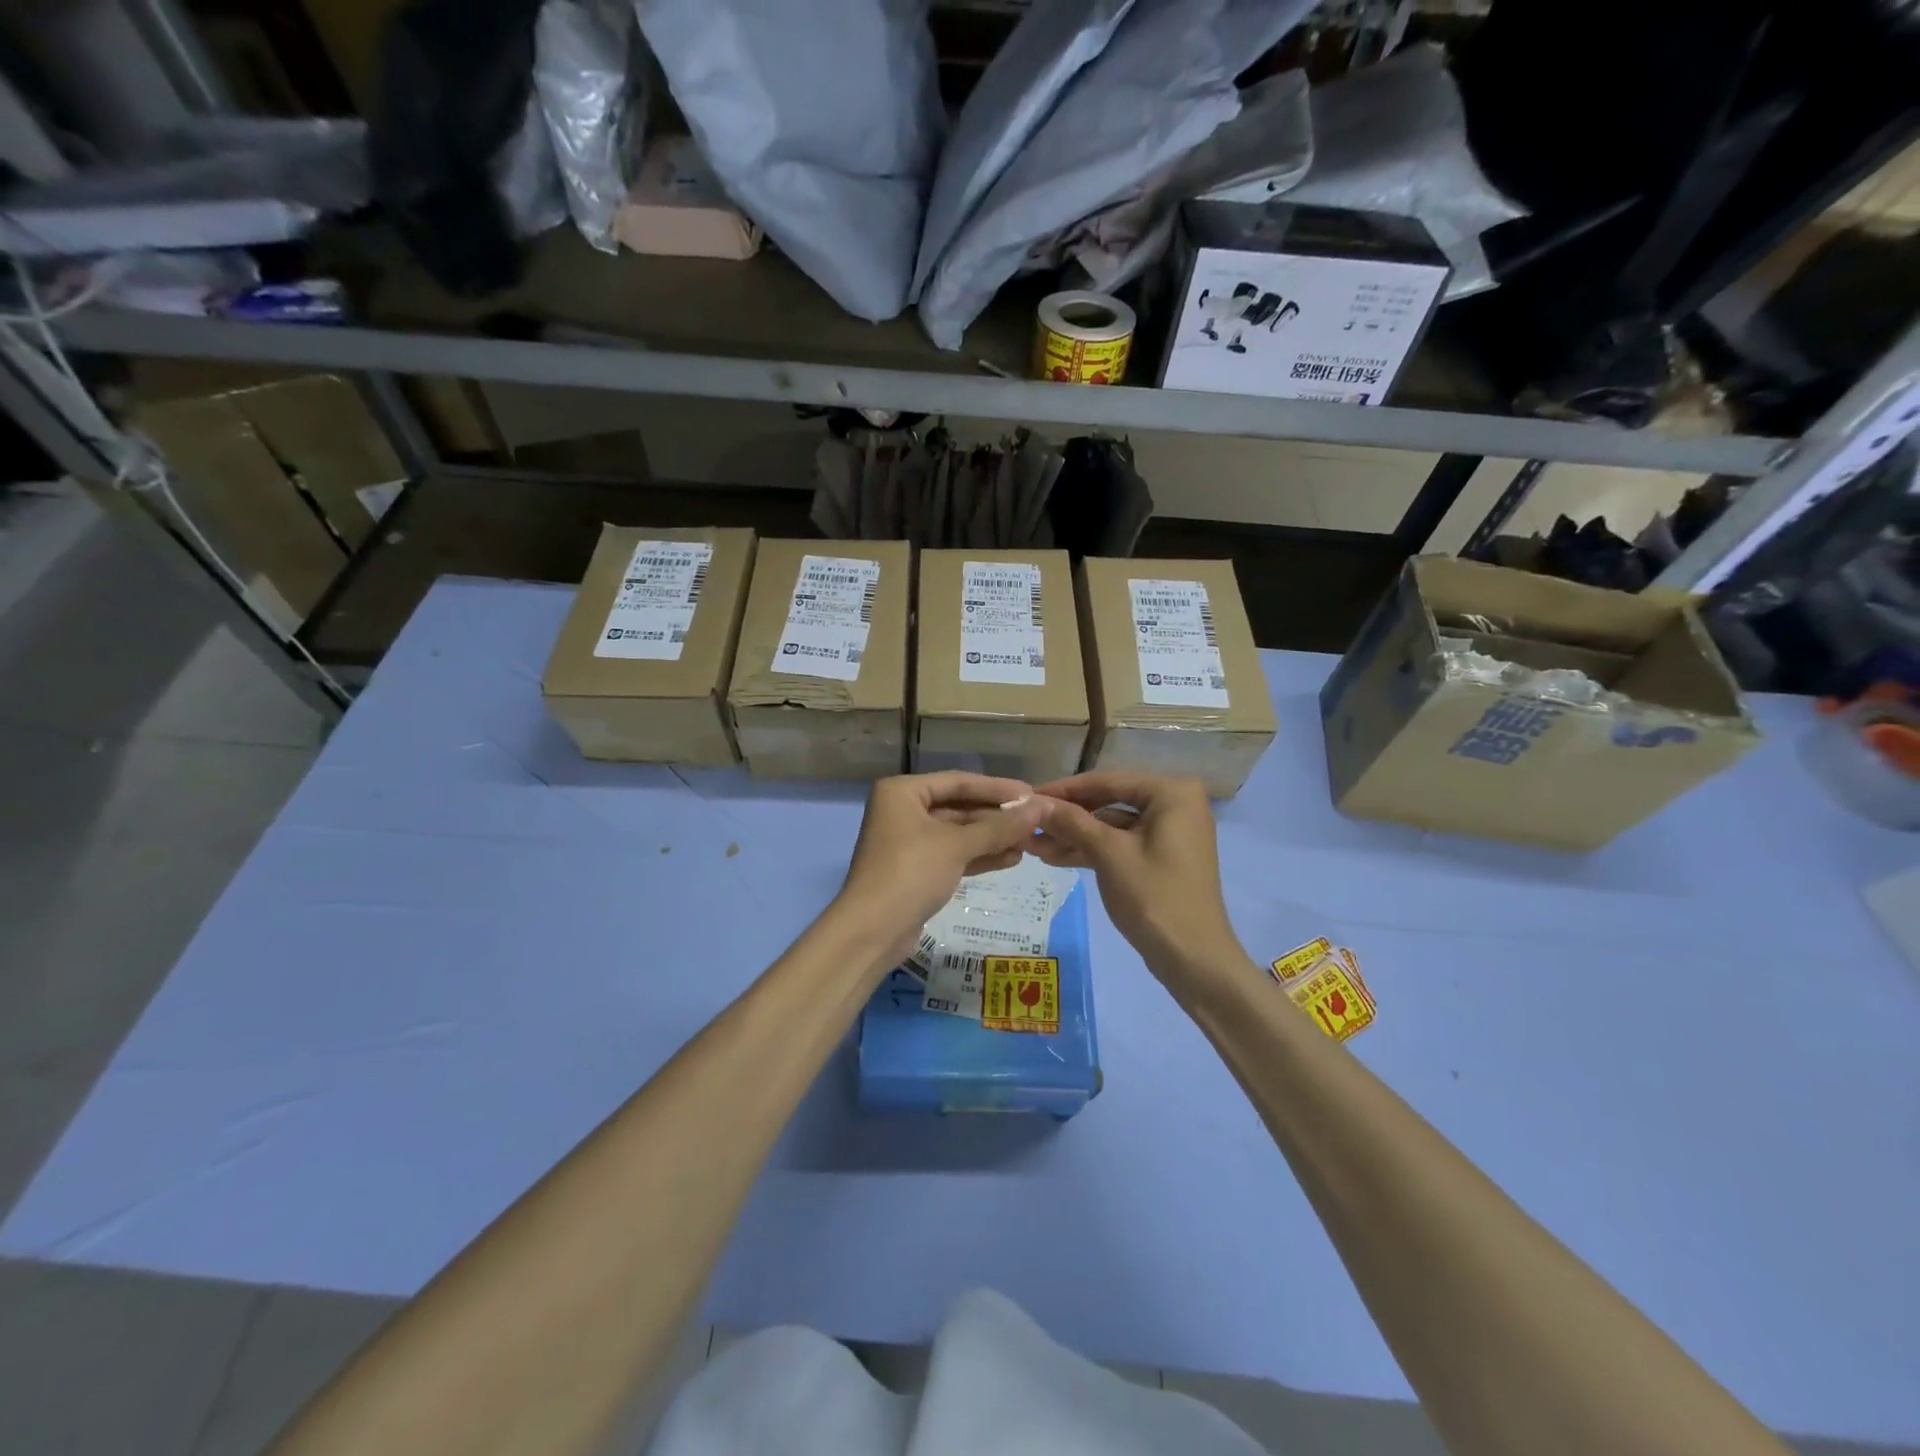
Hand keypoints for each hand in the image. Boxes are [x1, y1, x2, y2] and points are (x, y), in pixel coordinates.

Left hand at [835, 771, 1049, 968]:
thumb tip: (1038, 809)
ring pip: (958, 833)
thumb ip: (999, 827)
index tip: (1031, 794)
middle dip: (996, 816)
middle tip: (1035, 821)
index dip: (997, 787)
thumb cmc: (910, 873)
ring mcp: (909, 842)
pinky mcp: (916, 870)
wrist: (872, 932)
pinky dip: (979, 856)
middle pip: (958, 807)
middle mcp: (903, 810)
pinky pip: (953, 854)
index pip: (958, 781)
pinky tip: (1011, 859)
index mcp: (903, 792)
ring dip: (992, 838)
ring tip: (1029, 842)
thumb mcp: (957, 846)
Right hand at [1029, 771, 1243, 987]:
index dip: (1064, 790)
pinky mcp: (1160, 857)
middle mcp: (1174, 804)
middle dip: (1067, 817)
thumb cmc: (1155, 897)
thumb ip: (1072, 822)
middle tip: (1027, 824)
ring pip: (1111, 825)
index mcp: (1171, 792)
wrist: (1193, 959)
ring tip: (1032, 846)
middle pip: (1109, 801)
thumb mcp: (1109, 854)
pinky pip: (1120, 843)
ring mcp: (1169, 832)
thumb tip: (1034, 803)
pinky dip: (1091, 850)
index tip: (1028, 797)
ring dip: (1074, 836)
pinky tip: (1054, 857)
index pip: (1108, 780)